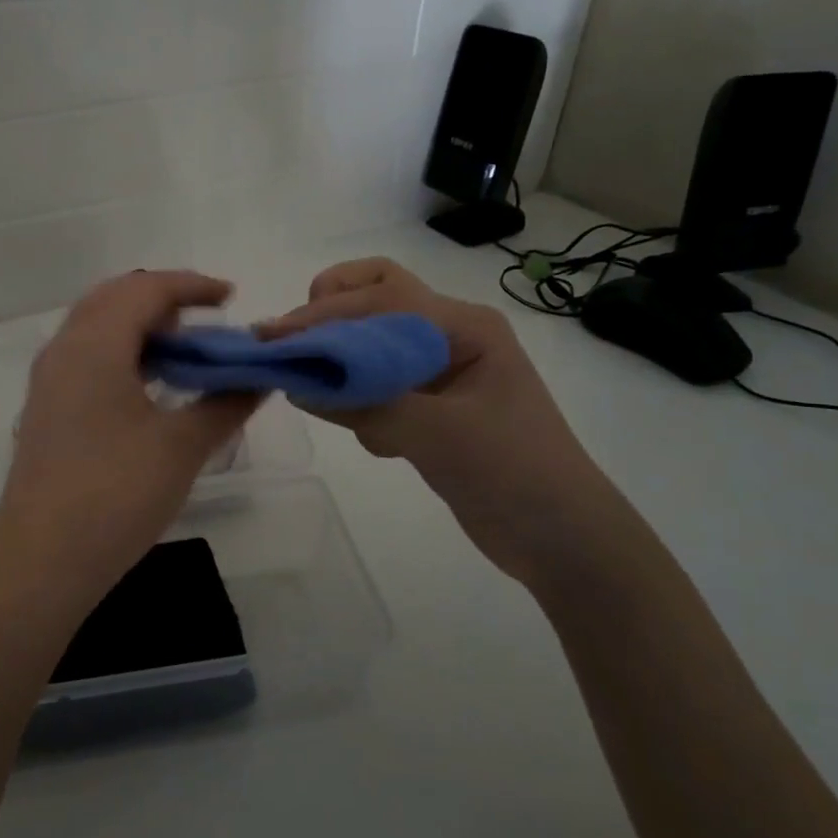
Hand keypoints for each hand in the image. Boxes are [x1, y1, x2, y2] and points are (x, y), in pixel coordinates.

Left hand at [0, 270, 259, 613]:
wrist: (41, 563)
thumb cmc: (115, 495)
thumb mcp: (181, 447)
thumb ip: (225, 404)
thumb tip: (260, 378)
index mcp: (94, 345)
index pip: (145, 290)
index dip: (192, 286)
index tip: (231, 297)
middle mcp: (64, 350)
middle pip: (115, 299)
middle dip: (164, 300)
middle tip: (207, 322)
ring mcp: (49, 382)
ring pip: (97, 328)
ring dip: (141, 328)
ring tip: (186, 354)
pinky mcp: (47, 411)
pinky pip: (87, 358)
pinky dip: (123, 354)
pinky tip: (151, 388)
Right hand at [261, 258, 658, 591]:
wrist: (563, 540)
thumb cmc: (513, 473)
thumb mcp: (437, 434)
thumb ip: (367, 404)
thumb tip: (298, 385)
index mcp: (464, 327)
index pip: (382, 297)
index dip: (325, 315)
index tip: (274, 340)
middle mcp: (451, 337)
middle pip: (379, 297)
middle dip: (332, 312)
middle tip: (293, 344)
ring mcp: (442, 373)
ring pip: (374, 343)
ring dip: (343, 359)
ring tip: (316, 391)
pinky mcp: (432, 409)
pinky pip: (381, 386)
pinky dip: (362, 400)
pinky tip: (374, 441)